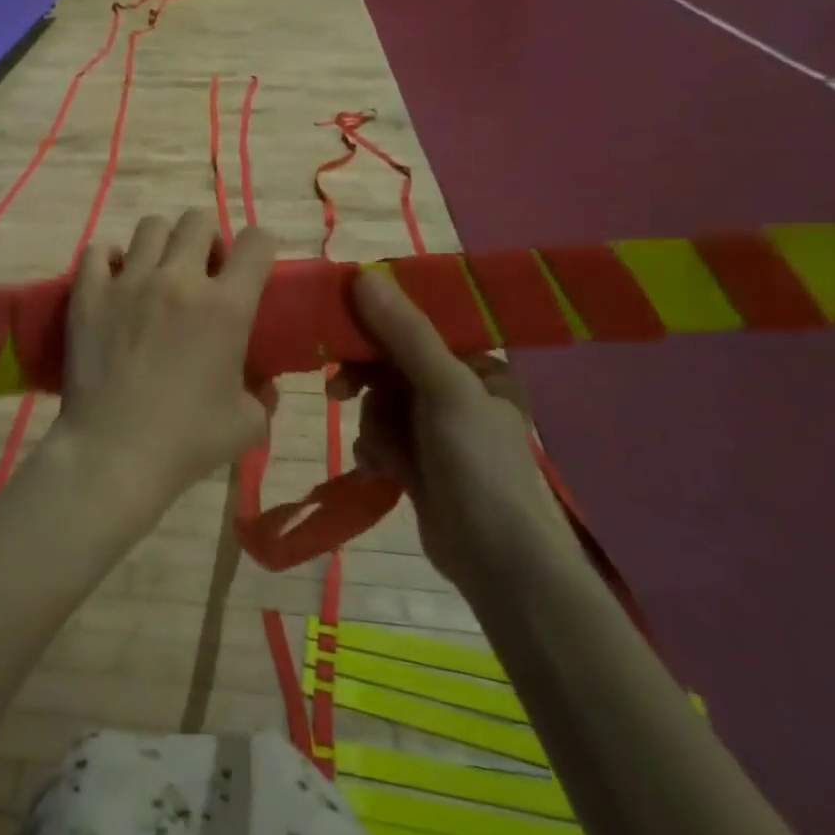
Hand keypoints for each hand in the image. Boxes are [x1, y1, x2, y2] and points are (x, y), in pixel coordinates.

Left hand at [55, 211, 276, 526]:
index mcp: (227, 306)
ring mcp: (129, 282)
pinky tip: (115, 282)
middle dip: (208, 239)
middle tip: (202, 272)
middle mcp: (179, 280)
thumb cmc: (188, 441)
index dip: (260, 248)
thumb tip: (261, 383)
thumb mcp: (248, 423)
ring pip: (151, 227)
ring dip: (162, 244)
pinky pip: (98, 250)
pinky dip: (110, 259)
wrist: (114, 453)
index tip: (252, 268)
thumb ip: (263, 394)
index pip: (257, 242)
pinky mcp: (88, 294)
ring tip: (157, 274)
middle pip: (198, 220)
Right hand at [328, 270, 575, 591]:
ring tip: (385, 453)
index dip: (376, 326)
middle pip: (392, 367)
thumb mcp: (444, 387)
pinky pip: (381, 438)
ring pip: (380, 405)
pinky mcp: (419, 464)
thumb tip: (363, 274)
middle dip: (368, 384)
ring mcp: (437, 431)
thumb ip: (404, 332)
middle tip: (337, 390)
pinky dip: (376, 450)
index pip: (418, 329)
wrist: (497, 560)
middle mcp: (459, 393)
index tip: (340, 330)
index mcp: (479, 367)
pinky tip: (383, 470)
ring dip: (374, 426)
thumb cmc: (479, 462)